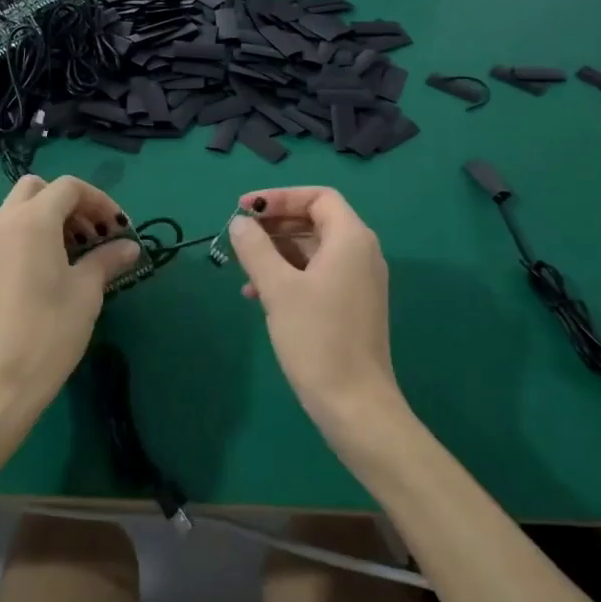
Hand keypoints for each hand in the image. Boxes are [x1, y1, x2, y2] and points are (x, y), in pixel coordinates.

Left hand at [0, 174, 140, 428]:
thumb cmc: (48, 332)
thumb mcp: (87, 292)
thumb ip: (107, 260)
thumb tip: (128, 246)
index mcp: (33, 220)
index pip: (69, 187)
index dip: (100, 201)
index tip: (119, 230)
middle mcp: (1, 223)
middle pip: (37, 190)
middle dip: (69, 204)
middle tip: (93, 236)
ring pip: (13, 212)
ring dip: (44, 220)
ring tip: (69, 255)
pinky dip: (16, 240)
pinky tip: (29, 269)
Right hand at [228, 186, 403, 439]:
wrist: (355, 404)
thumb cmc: (317, 338)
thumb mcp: (278, 288)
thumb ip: (255, 248)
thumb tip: (240, 223)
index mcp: (351, 239)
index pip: (318, 197)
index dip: (280, 197)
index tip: (244, 209)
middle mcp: (361, 253)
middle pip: (315, 220)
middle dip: (274, 224)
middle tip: (239, 236)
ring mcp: (359, 281)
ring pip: (313, 250)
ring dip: (277, 252)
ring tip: (242, 269)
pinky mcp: (351, 306)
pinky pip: (317, 275)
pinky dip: (288, 275)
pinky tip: (258, 295)